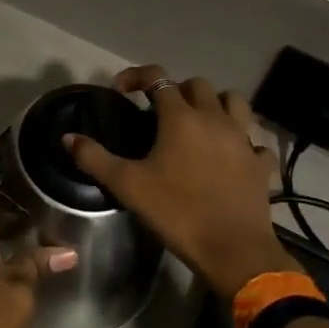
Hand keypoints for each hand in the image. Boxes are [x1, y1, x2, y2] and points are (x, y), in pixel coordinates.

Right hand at [66, 65, 298, 301]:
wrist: (234, 251)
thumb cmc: (178, 212)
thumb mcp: (128, 186)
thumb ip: (95, 158)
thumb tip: (68, 137)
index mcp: (181, 117)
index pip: (158, 78)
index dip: (137, 76)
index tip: (121, 90)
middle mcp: (214, 118)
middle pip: (198, 85)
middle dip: (177, 90)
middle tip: (160, 112)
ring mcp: (243, 139)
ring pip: (234, 102)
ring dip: (216, 104)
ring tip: (200, 123)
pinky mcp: (260, 163)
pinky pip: (255, 141)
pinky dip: (243, 141)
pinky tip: (232, 154)